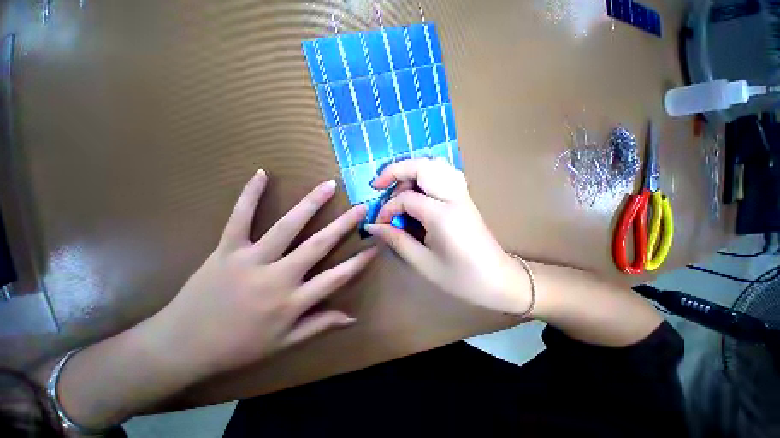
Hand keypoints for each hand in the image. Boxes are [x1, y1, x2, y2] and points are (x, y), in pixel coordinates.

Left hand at [149, 170, 375, 378]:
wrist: (181, 346)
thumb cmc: (238, 347)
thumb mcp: (284, 342)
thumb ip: (320, 325)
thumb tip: (352, 317)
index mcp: (292, 302)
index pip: (337, 278)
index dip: (359, 261)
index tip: (375, 245)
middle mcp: (277, 278)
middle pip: (318, 245)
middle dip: (344, 225)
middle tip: (361, 207)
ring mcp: (251, 260)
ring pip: (286, 227)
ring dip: (310, 204)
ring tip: (328, 186)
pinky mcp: (226, 250)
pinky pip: (239, 218)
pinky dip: (250, 195)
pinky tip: (262, 174)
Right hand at [366, 159, 531, 314]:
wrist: (498, 280)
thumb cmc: (460, 278)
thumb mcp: (423, 262)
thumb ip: (396, 240)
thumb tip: (373, 226)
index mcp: (443, 215)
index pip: (406, 199)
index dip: (387, 208)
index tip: (380, 224)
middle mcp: (454, 198)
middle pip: (422, 167)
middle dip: (396, 171)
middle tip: (379, 185)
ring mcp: (462, 194)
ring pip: (435, 165)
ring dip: (412, 170)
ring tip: (398, 187)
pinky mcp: (465, 197)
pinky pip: (445, 173)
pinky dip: (427, 173)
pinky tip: (419, 188)